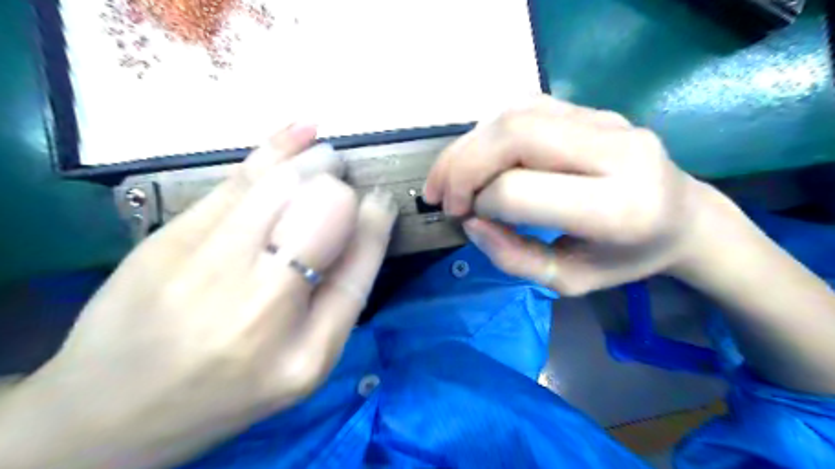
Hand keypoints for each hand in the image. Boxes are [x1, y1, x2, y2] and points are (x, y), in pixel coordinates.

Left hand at [0, 125, 397, 468]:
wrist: (112, 411)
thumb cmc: (229, 392)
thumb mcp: (307, 364)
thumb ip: (342, 299)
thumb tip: (367, 226)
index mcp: (302, 349)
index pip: (354, 260)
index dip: (373, 221)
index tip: (381, 201)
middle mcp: (256, 302)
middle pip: (317, 210)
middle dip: (339, 186)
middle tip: (345, 179)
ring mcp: (202, 265)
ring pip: (276, 186)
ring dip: (312, 162)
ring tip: (328, 154)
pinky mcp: (166, 239)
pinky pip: (235, 182)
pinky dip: (273, 150)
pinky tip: (300, 130)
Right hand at [426, 95, 706, 295]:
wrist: (682, 216)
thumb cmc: (625, 259)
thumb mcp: (569, 281)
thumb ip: (514, 257)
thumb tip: (470, 221)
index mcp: (618, 208)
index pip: (519, 191)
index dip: (479, 204)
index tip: (467, 220)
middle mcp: (616, 151)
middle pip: (513, 137)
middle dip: (462, 166)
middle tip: (442, 197)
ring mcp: (605, 120)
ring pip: (513, 114)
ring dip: (466, 146)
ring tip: (446, 177)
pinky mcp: (591, 108)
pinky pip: (523, 106)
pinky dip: (486, 131)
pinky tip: (477, 156)